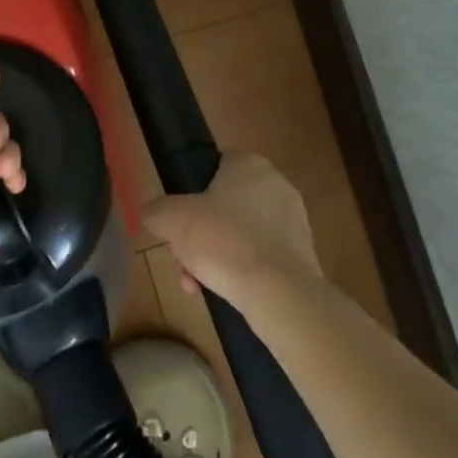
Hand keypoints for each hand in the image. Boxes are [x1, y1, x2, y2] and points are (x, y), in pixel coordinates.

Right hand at [143, 154, 319, 309]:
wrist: (279, 294)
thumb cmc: (224, 242)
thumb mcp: (172, 220)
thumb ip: (156, 210)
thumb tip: (154, 215)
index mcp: (249, 163)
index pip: (210, 171)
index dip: (187, 200)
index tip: (177, 229)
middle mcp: (276, 184)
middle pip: (222, 208)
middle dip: (199, 237)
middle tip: (185, 263)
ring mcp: (294, 220)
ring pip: (240, 235)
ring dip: (217, 257)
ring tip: (201, 285)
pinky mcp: (303, 254)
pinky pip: (261, 257)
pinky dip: (243, 271)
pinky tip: (228, 293)